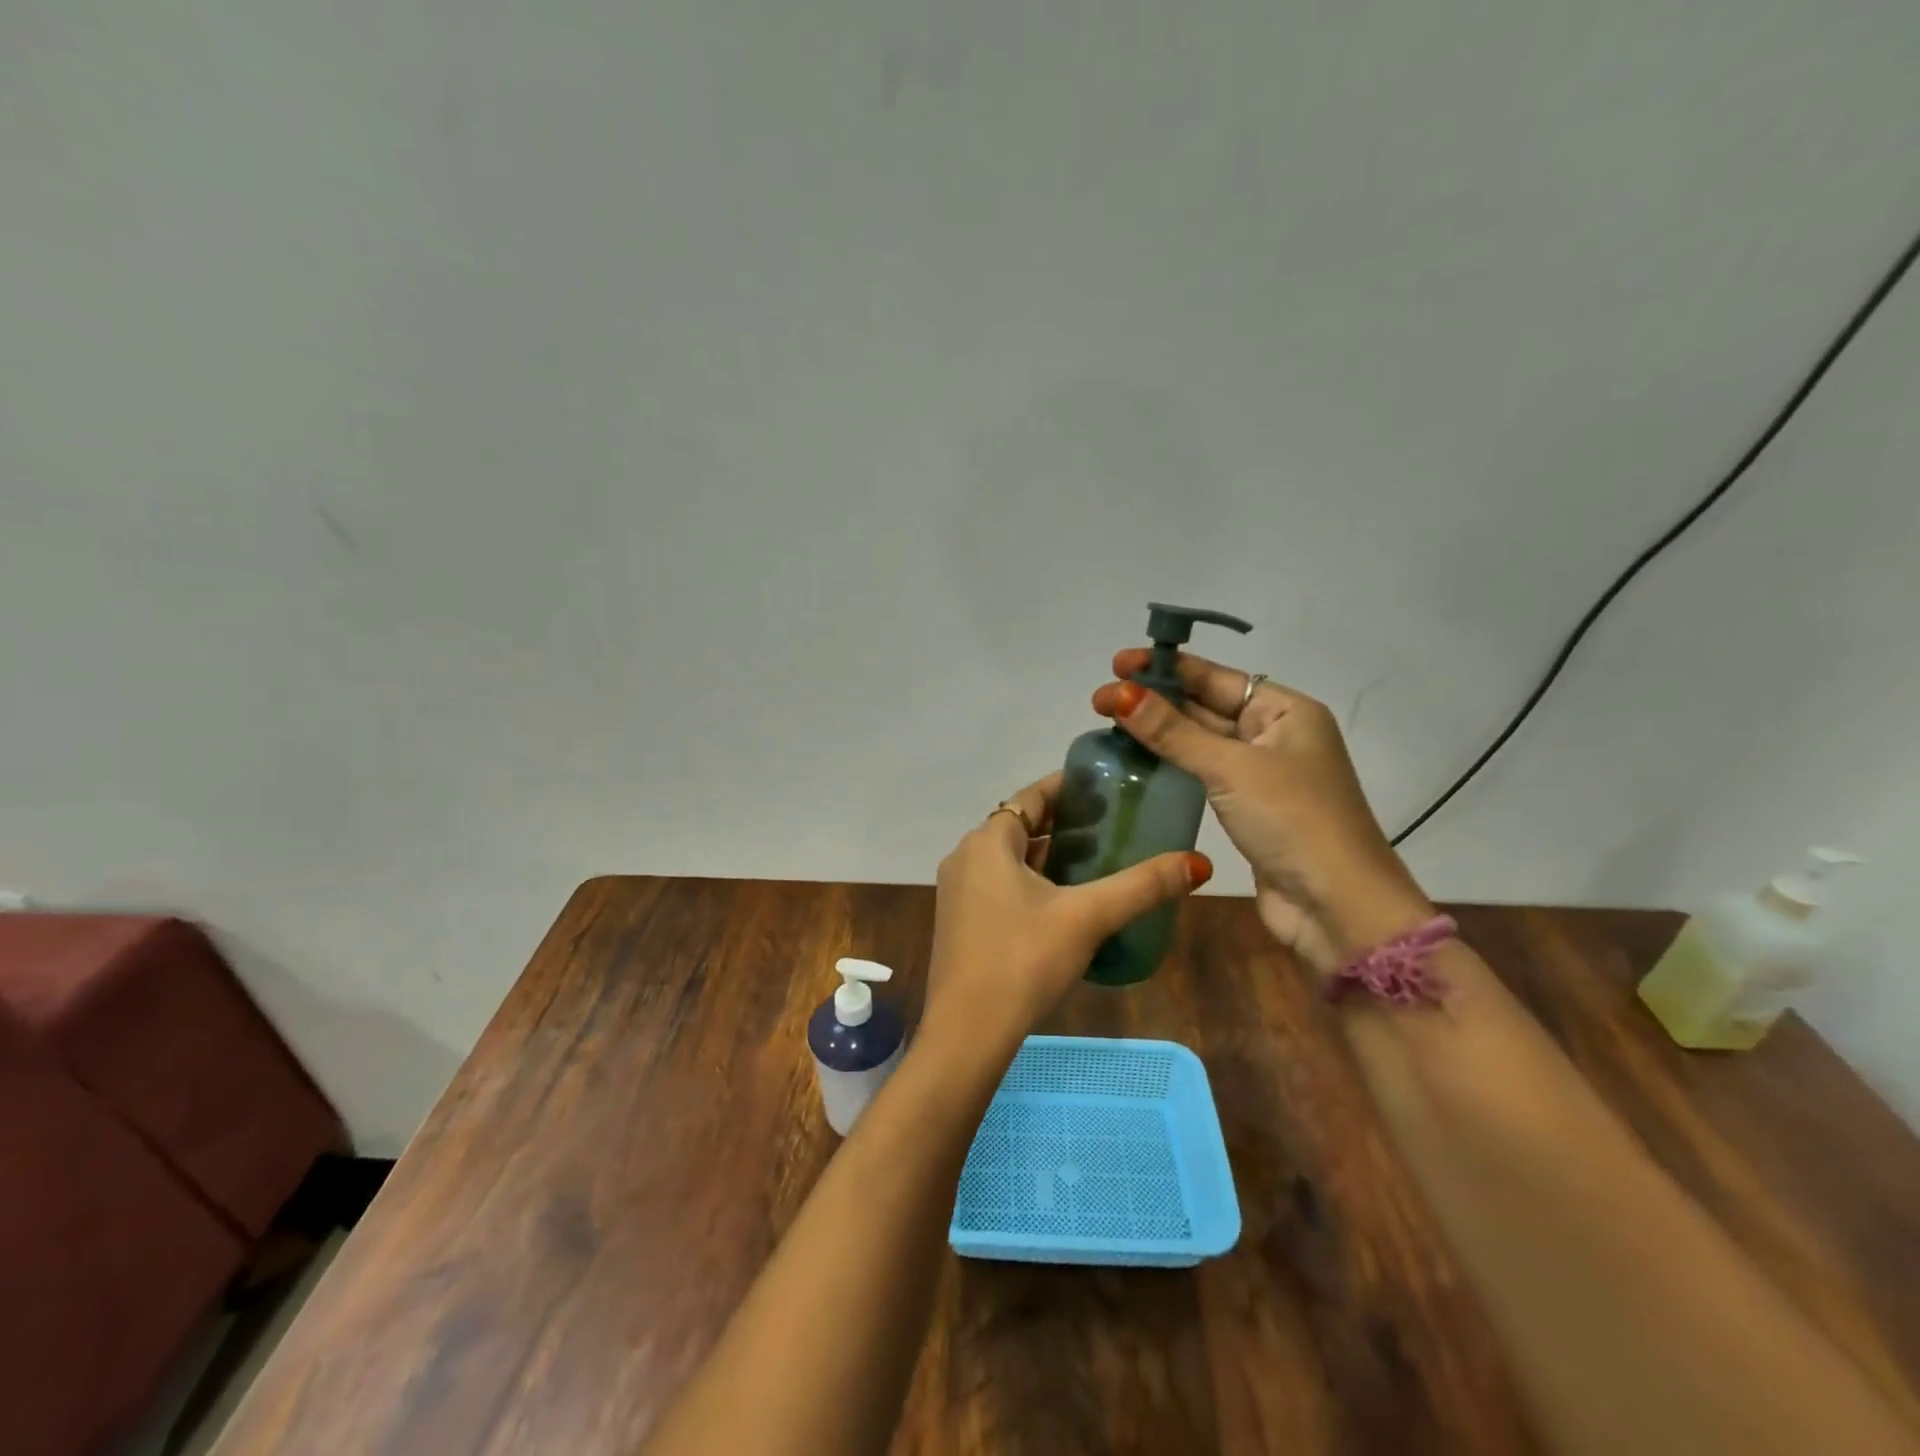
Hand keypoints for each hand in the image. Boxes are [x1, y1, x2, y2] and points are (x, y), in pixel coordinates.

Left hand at [923, 771, 1210, 1054]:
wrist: (968, 1032)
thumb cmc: (1024, 960)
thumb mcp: (1088, 917)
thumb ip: (1142, 886)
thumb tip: (1198, 862)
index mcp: (988, 842)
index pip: (1031, 797)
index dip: (1068, 789)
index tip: (1105, 789)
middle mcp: (966, 857)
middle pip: (1020, 827)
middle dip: (1064, 825)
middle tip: (1112, 827)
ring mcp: (958, 892)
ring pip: (1010, 860)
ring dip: (1048, 856)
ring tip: (1097, 862)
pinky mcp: (960, 922)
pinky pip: (1000, 886)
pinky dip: (1031, 882)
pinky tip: (1064, 903)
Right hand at [1093, 650, 1432, 974]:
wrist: (1337, 907)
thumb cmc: (1292, 820)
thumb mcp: (1231, 767)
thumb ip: (1173, 732)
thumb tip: (1119, 693)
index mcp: (1286, 711)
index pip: (1216, 678)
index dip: (1166, 668)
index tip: (1118, 663)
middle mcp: (1276, 736)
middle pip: (1207, 707)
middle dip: (1156, 701)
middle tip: (1100, 698)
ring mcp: (1263, 775)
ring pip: (1202, 743)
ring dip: (1161, 733)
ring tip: (1110, 724)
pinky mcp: (1248, 809)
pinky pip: (1204, 774)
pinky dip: (1173, 765)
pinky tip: (1138, 762)